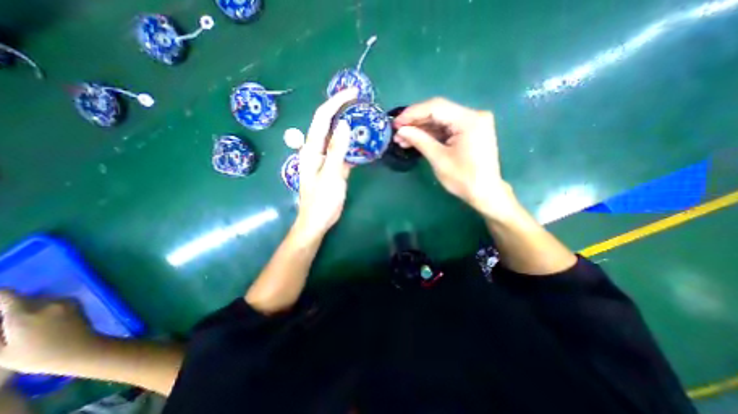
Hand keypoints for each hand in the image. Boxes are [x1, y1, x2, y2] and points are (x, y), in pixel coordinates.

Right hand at [0, 291, 97, 374]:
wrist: (81, 349)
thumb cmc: (38, 356)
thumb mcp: (2, 352)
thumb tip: (2, 320)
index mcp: (25, 314)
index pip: (6, 295)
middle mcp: (48, 303)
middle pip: (22, 298)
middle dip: (7, 307)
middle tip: (8, 325)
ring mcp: (66, 301)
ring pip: (38, 300)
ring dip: (26, 308)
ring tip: (19, 326)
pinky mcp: (76, 303)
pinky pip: (52, 302)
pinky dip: (41, 308)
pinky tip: (38, 323)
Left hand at [295, 89, 360, 240]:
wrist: (318, 220)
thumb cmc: (322, 201)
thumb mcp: (331, 175)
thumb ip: (336, 150)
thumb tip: (344, 124)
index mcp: (311, 149)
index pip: (322, 118)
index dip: (336, 102)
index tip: (353, 93)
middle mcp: (316, 150)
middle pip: (328, 124)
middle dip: (343, 110)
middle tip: (362, 104)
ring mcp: (325, 159)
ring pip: (337, 138)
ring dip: (349, 128)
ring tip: (365, 120)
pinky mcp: (333, 167)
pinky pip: (343, 152)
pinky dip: (353, 146)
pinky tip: (364, 144)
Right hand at [395, 98, 514, 218]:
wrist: (485, 193)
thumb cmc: (463, 179)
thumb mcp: (438, 159)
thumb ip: (419, 140)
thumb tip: (400, 131)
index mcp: (469, 120)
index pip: (435, 107)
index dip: (412, 113)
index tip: (395, 124)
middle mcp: (473, 115)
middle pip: (438, 112)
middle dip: (415, 122)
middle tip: (397, 133)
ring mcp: (472, 123)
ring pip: (440, 121)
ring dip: (420, 130)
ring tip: (402, 139)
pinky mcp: (469, 132)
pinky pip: (445, 129)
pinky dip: (430, 135)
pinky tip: (415, 140)